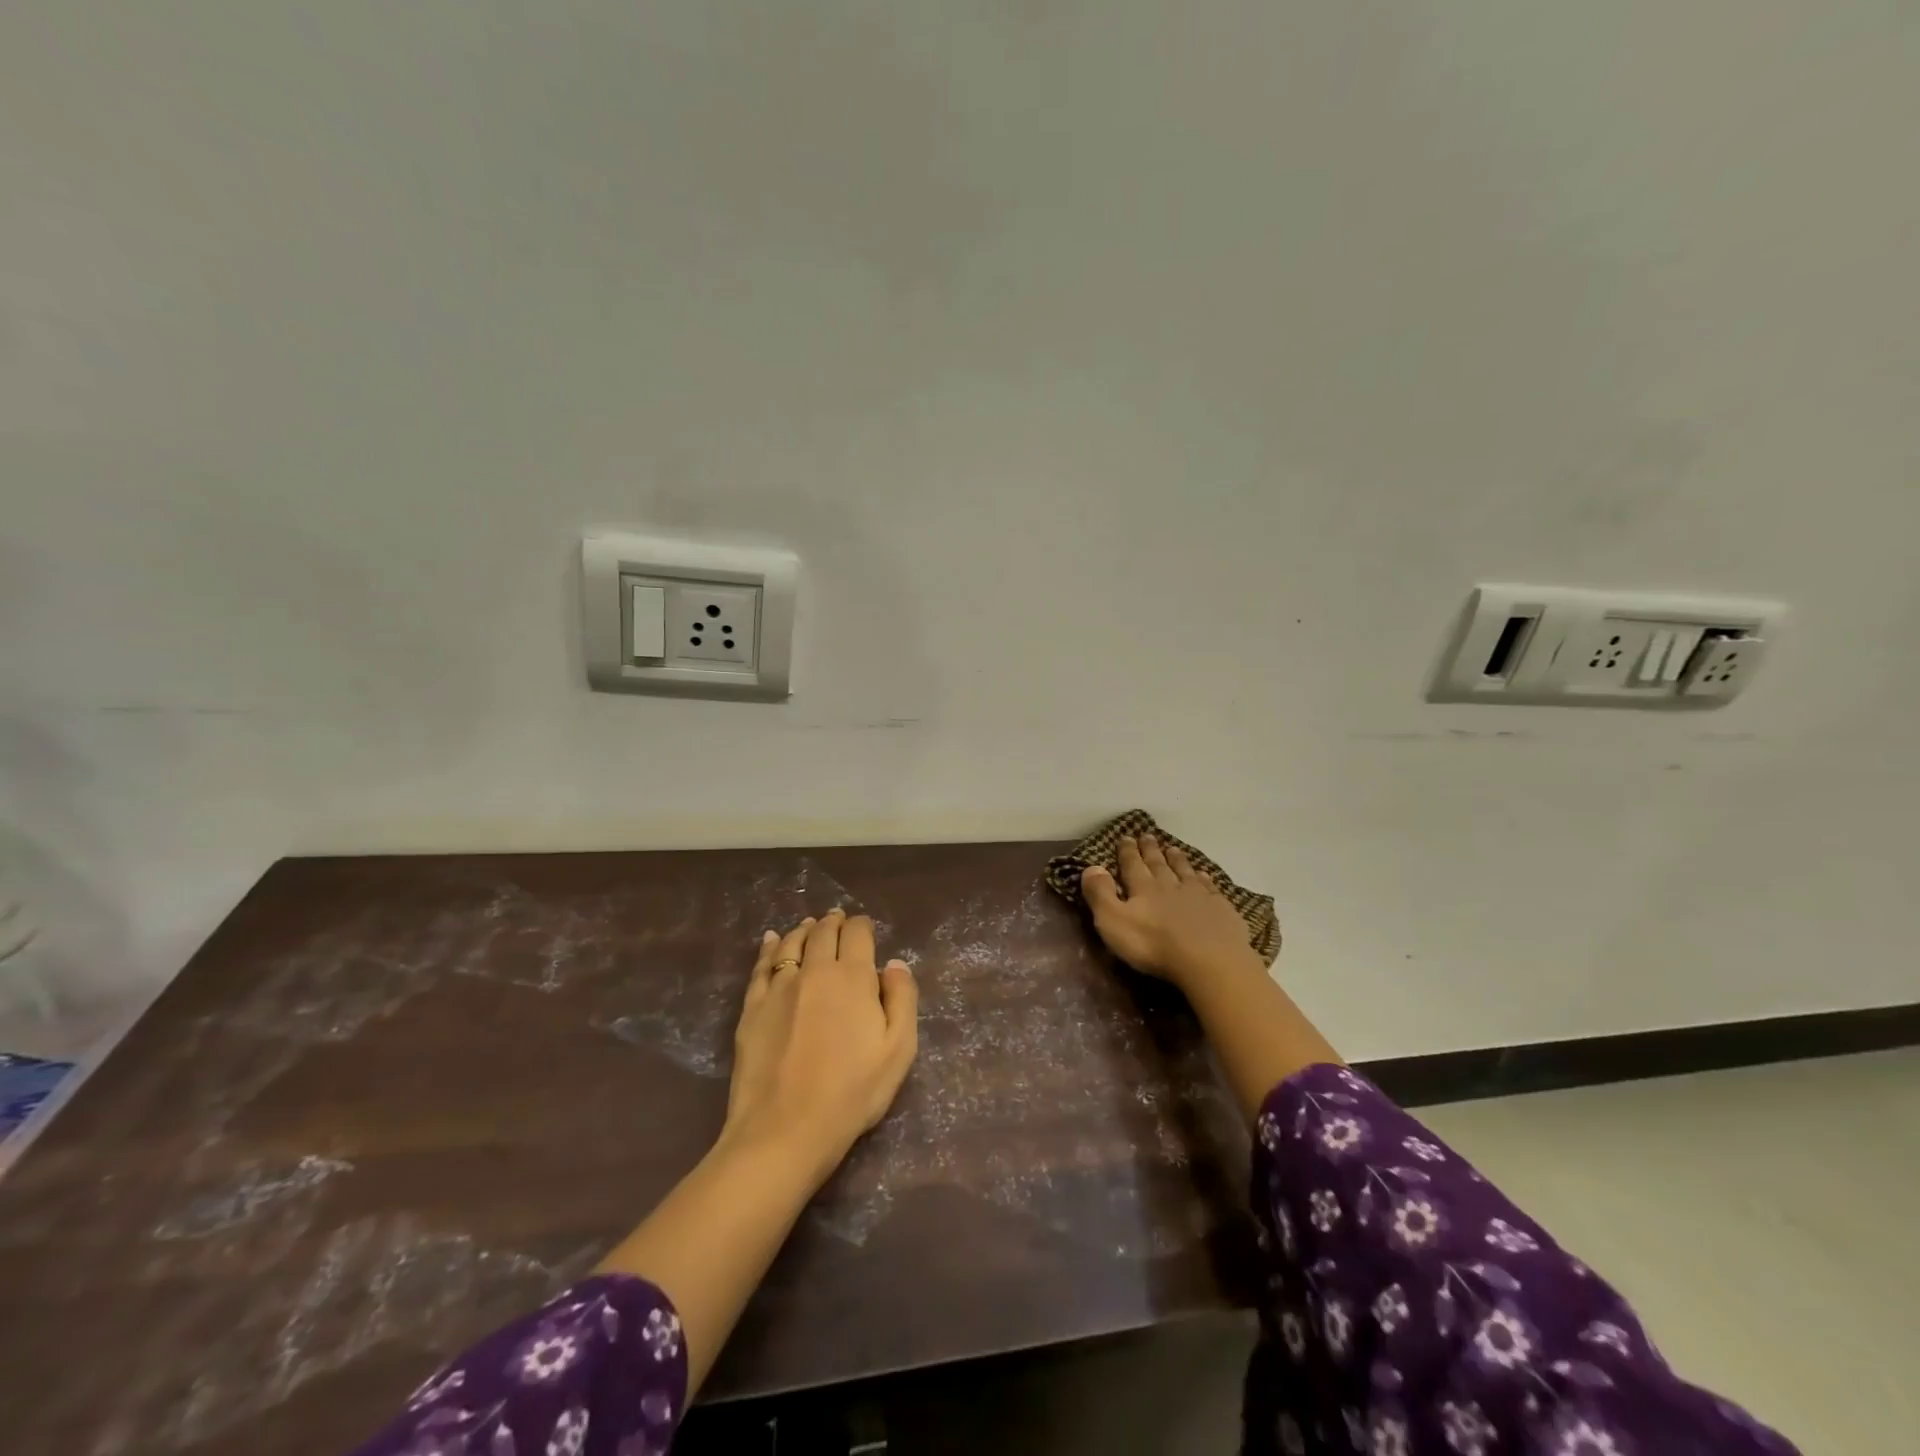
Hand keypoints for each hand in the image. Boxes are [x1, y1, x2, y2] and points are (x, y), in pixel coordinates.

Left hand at [723, 910, 918, 1182]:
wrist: (784, 1130)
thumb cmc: (851, 1093)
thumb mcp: (898, 1051)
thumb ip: (902, 999)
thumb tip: (894, 964)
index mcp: (853, 977)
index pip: (858, 934)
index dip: (863, 926)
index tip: (865, 928)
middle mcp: (815, 971)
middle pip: (824, 933)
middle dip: (834, 922)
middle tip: (838, 919)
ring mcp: (779, 987)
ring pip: (791, 943)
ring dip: (804, 929)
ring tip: (810, 925)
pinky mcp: (752, 1007)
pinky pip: (761, 966)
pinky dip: (769, 947)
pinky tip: (771, 940)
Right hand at [1081, 834, 1268, 990]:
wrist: (1210, 961)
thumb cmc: (1155, 945)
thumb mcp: (1114, 922)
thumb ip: (1101, 894)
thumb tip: (1091, 867)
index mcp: (1143, 888)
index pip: (1132, 865)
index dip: (1127, 851)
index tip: (1125, 837)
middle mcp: (1170, 885)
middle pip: (1158, 863)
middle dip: (1151, 850)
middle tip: (1148, 835)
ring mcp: (1198, 895)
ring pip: (1185, 871)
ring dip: (1177, 859)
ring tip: (1173, 848)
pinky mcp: (1221, 909)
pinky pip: (1210, 888)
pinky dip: (1205, 879)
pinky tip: (1204, 876)